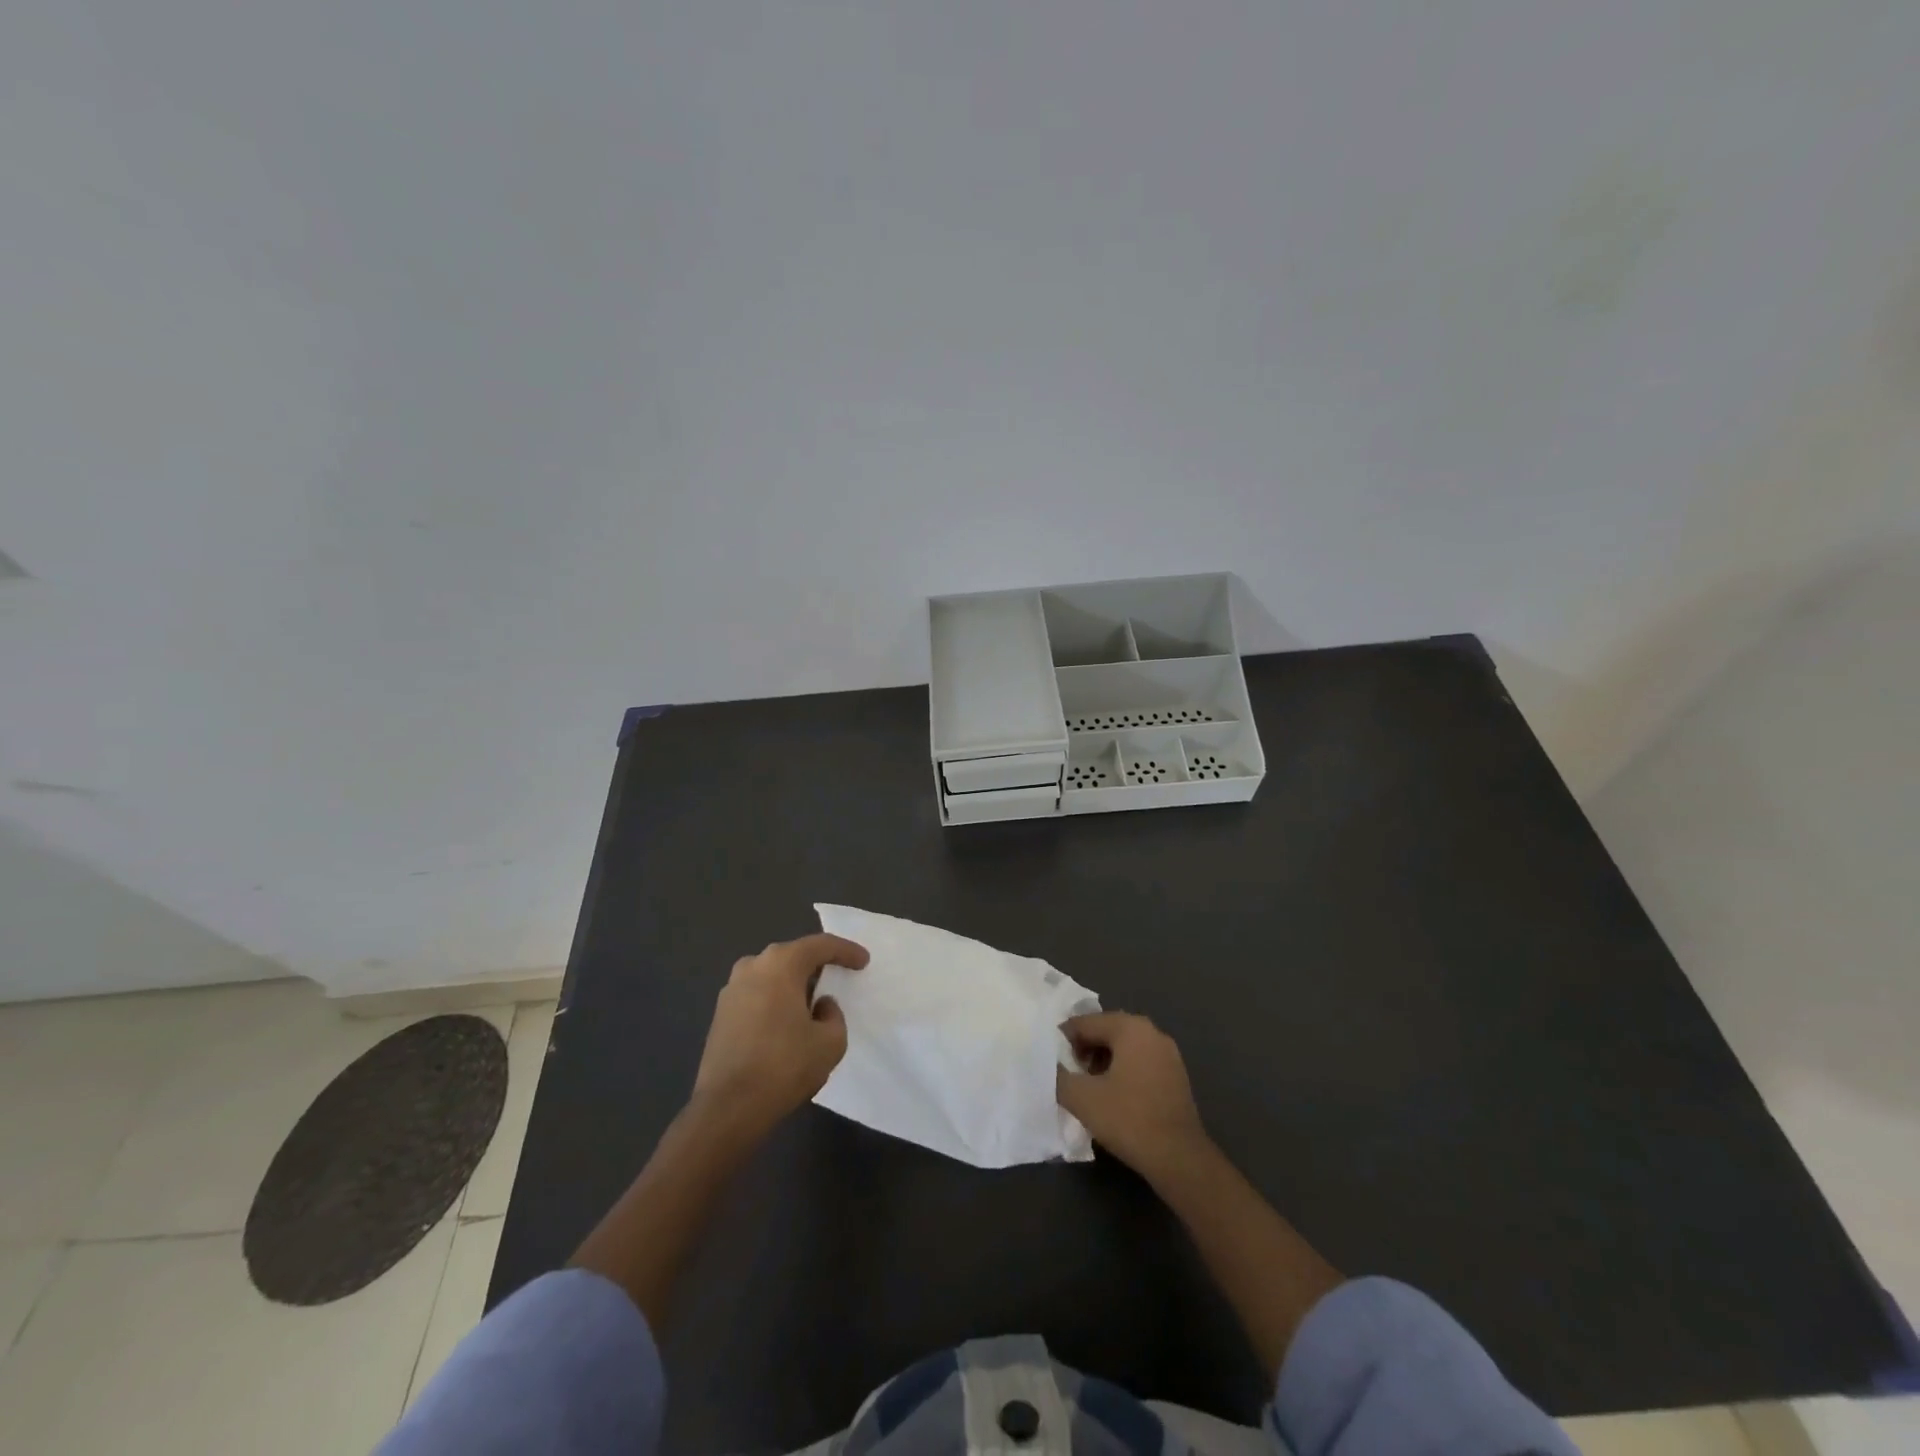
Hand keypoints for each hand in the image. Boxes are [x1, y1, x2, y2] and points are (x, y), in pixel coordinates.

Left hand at [692, 933, 868, 1133]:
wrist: (727, 1108)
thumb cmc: (784, 1066)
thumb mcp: (830, 1042)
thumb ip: (833, 1015)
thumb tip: (819, 1006)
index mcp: (780, 964)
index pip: (820, 945)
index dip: (846, 951)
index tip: (864, 961)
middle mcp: (752, 966)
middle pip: (793, 957)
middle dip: (817, 965)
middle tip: (839, 978)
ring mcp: (731, 990)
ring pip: (772, 976)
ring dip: (794, 985)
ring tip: (812, 1003)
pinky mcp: (720, 1015)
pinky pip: (757, 995)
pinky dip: (775, 1001)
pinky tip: (786, 1023)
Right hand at [1056, 1011, 1208, 1178]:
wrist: (1179, 1159)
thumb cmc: (1129, 1119)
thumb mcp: (1082, 1098)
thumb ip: (1058, 1075)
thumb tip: (1046, 1063)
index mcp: (1130, 1028)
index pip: (1086, 1022)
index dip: (1063, 1039)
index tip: (1050, 1060)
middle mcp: (1152, 1032)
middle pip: (1106, 1030)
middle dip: (1084, 1049)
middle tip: (1069, 1074)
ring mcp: (1168, 1054)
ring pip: (1124, 1047)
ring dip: (1102, 1061)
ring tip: (1089, 1088)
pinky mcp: (1176, 1076)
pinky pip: (1140, 1062)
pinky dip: (1122, 1071)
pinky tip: (1113, 1097)